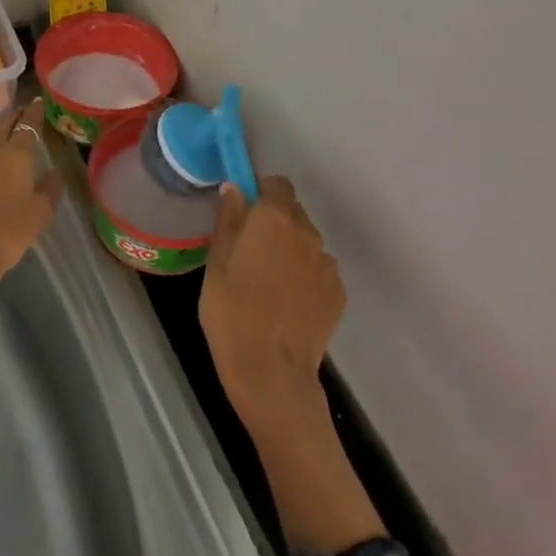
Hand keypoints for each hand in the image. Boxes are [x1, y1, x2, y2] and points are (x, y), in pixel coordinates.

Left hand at [0, 98, 62, 309]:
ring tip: (5, 136)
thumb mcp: (39, 216)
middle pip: (1, 125)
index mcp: (14, 155)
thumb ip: (50, 189)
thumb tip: (53, 172)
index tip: (39, 102)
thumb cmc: (5, 237)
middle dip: (14, 118)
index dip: (35, 112)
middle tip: (24, 115)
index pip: (27, 125)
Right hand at [199, 176, 344, 430]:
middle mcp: (307, 232)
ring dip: (291, 251)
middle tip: (251, 252)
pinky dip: (305, 278)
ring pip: (306, 243)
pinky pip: (318, 272)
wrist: (271, 371)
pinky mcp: (338, 293)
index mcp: (274, 219)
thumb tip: (234, 188)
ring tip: (269, 284)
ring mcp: (327, 264)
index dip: (262, 193)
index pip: (277, 184)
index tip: (246, 213)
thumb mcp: (217, 264)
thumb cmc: (231, 312)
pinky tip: (287, 304)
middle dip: (275, 223)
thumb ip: (229, 220)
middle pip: (293, 213)